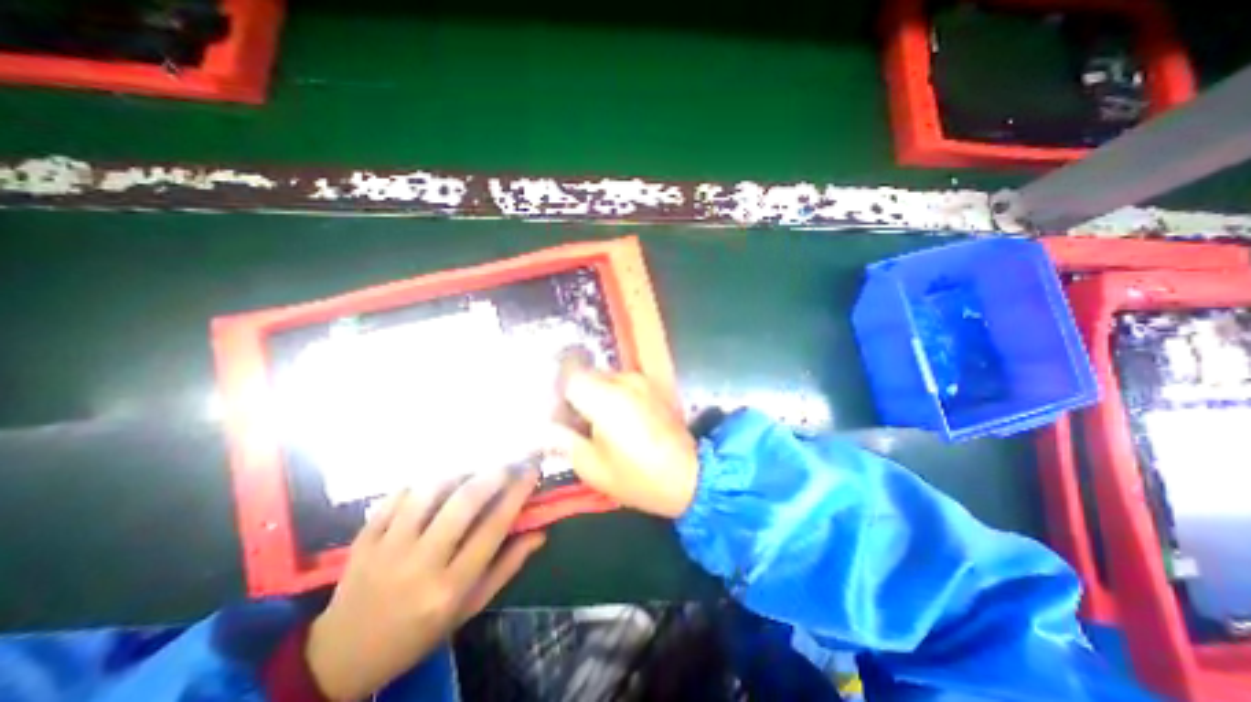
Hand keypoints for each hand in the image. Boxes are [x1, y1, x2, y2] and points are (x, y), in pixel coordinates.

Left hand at [306, 470, 545, 701]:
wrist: (343, 657)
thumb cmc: (419, 632)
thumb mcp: (469, 608)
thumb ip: (506, 567)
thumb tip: (540, 533)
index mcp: (450, 587)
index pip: (492, 528)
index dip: (516, 494)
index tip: (531, 472)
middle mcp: (419, 565)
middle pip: (462, 504)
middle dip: (492, 474)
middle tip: (508, 462)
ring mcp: (385, 550)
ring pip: (428, 493)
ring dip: (457, 474)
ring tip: (472, 471)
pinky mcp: (362, 541)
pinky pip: (396, 497)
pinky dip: (421, 484)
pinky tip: (434, 485)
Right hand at [550, 370, 700, 517]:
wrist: (691, 476)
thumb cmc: (638, 477)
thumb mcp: (592, 467)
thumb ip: (564, 440)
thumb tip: (547, 427)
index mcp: (603, 397)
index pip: (568, 372)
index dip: (557, 389)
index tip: (557, 413)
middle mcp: (623, 380)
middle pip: (586, 375)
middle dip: (576, 395)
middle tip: (576, 425)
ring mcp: (641, 381)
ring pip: (605, 379)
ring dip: (596, 397)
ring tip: (600, 427)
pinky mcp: (653, 387)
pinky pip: (623, 385)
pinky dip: (614, 397)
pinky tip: (621, 423)